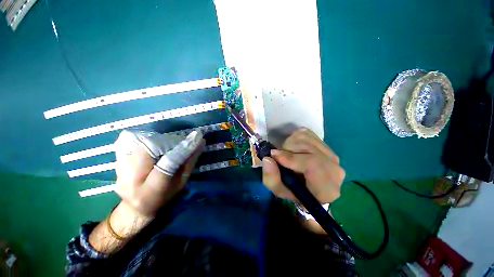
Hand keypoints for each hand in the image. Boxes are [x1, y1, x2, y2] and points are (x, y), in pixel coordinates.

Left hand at [114, 130, 204, 216]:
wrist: (135, 208)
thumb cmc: (164, 197)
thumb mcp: (181, 183)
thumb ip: (190, 162)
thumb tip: (200, 143)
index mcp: (152, 190)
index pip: (168, 163)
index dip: (184, 148)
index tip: (197, 136)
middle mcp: (131, 180)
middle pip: (149, 148)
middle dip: (169, 141)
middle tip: (180, 142)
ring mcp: (119, 170)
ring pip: (138, 142)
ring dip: (158, 139)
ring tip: (167, 144)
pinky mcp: (115, 162)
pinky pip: (126, 141)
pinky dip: (143, 138)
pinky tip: (152, 144)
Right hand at [262, 128, 344, 205]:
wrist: (311, 189)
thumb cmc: (295, 193)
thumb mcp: (280, 190)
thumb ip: (272, 178)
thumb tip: (267, 158)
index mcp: (327, 187)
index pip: (313, 164)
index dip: (291, 157)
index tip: (274, 155)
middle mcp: (334, 168)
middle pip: (307, 147)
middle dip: (287, 149)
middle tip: (279, 157)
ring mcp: (331, 153)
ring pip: (305, 137)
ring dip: (290, 143)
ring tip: (287, 154)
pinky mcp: (326, 144)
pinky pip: (307, 133)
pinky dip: (295, 138)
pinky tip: (294, 148)